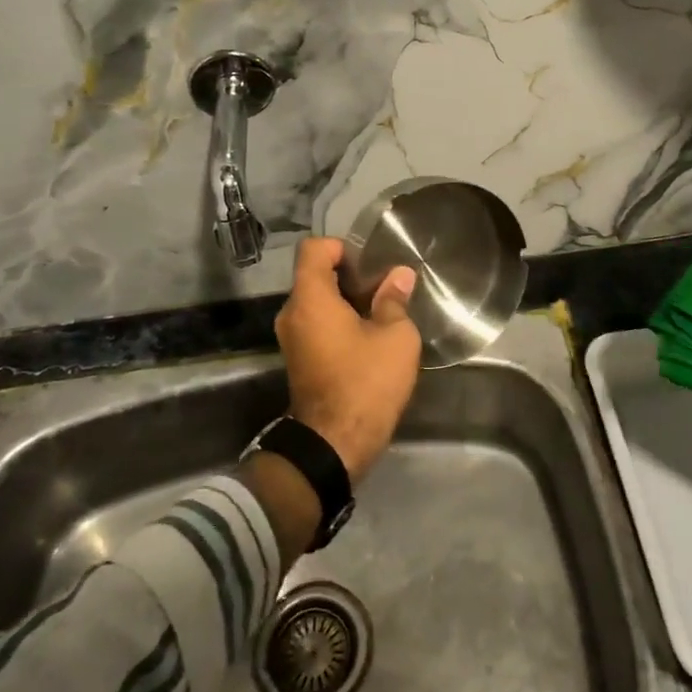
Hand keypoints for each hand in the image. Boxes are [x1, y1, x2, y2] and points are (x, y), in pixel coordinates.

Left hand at [274, 237, 420, 482]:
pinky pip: (316, 325)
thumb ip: (394, 300)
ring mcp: (291, 339)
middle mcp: (292, 314)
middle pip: (315, 276)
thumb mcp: (395, 337)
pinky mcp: (298, 360)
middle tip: (384, 285)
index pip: (313, 249)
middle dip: (349, 275)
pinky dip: (338, 322)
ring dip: (345, 301)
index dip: (340, 246)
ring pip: (316, 303)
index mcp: (310, 299)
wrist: (335, 444)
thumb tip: (399, 276)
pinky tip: (368, 335)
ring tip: (381, 310)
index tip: (368, 261)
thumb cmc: (366, 381)